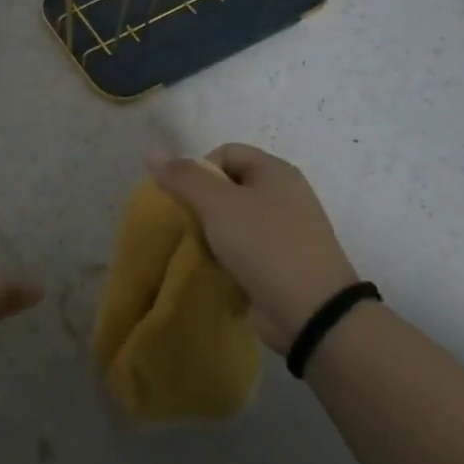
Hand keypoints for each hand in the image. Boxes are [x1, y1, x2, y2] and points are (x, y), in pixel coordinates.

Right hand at [148, 144, 359, 354]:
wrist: (311, 311)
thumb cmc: (264, 244)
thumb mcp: (217, 204)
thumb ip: (184, 177)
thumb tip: (152, 154)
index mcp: (275, 172)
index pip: (225, 152)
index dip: (200, 169)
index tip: (189, 198)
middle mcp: (284, 195)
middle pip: (228, 186)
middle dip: (202, 204)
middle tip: (191, 226)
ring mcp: (285, 231)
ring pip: (233, 220)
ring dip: (212, 233)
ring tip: (203, 251)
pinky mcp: (281, 263)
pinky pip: (244, 249)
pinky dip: (227, 256)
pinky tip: (218, 270)